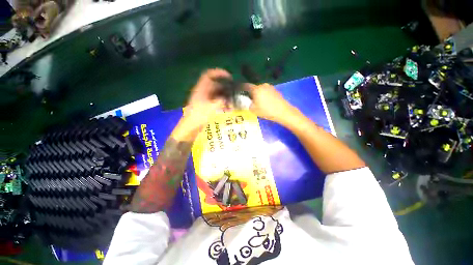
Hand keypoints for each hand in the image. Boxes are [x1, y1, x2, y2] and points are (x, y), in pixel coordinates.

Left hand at [181, 69, 230, 130]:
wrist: (191, 126)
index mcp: (201, 88)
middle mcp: (203, 91)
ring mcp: (204, 98)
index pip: (209, 75)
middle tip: (233, 93)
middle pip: (215, 85)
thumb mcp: (212, 107)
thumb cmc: (199, 115)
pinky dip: (222, 104)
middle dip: (225, 88)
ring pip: (216, 94)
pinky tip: (228, 109)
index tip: (229, 77)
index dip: (219, 73)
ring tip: (232, 103)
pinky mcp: (206, 105)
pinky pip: (216, 101)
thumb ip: (221, 101)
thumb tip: (228, 97)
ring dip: (224, 97)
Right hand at [246, 83, 297, 125]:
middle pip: (254, 88)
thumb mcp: (253, 110)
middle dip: (251, 93)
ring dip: (258, 94)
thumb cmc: (266, 111)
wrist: (282, 112)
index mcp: (256, 89)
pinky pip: (267, 92)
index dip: (242, 88)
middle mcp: (263, 85)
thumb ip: (248, 104)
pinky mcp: (275, 90)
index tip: (240, 92)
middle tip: (250, 100)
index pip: (246, 86)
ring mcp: (270, 87)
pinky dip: (265, 95)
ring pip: (261, 90)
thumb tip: (247, 102)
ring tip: (259, 102)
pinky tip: (266, 102)